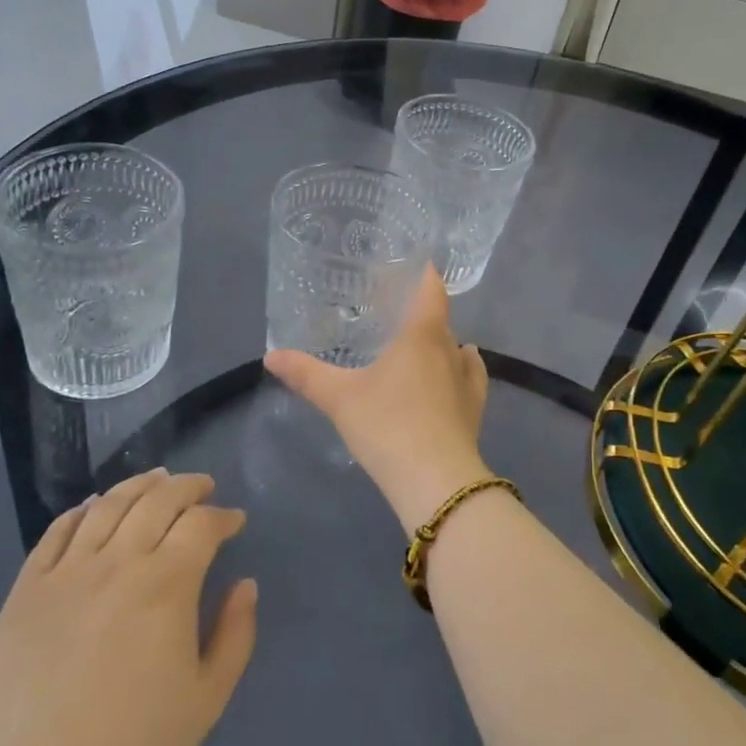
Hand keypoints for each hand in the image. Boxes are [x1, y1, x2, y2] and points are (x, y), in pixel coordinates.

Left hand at [0, 469, 257, 745]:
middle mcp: (118, 562)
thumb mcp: (206, 701)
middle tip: (203, 488)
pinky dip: (81, 510)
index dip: (223, 516)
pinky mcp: (26, 590)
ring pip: (108, 505)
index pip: (201, 524)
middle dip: (188, 486)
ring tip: (157, 480)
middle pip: (158, 500)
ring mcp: (66, 572)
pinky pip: (57, 532)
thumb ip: (235, 635)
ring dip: (139, 485)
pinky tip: (93, 507)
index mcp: (166, 584)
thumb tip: (245, 585)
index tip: (234, 522)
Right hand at [264, 265, 492, 531]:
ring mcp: (467, 381)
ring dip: (441, 342)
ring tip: (419, 344)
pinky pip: (471, 376)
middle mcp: (450, 350)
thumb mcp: (339, 398)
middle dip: (422, 312)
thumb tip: (270, 355)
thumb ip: (306, 374)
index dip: (424, 275)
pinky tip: (459, 370)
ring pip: (455, 349)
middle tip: (396, 312)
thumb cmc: (387, 425)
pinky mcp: (474, 409)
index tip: (414, 265)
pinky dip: (463, 368)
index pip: (430, 291)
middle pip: (440, 321)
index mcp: (421, 336)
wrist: (435, 481)